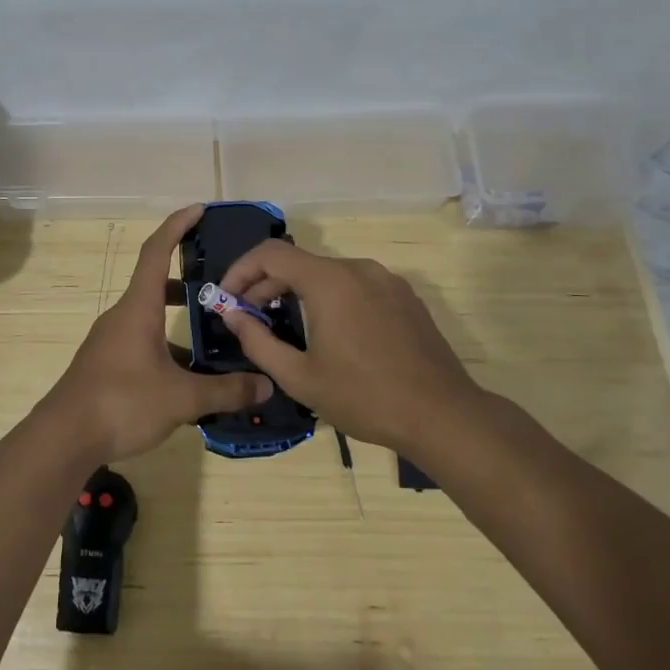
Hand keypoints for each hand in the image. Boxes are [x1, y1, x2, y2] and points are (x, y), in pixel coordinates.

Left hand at [42, 206, 271, 461]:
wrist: (64, 438)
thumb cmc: (122, 403)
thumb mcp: (181, 398)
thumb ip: (226, 390)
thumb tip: (266, 386)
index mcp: (138, 308)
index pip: (157, 251)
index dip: (177, 225)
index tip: (199, 209)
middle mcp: (122, 317)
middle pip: (155, 284)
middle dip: (187, 282)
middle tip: (221, 288)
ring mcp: (111, 341)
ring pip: (150, 319)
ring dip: (178, 321)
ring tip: (214, 337)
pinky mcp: (106, 365)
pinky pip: (142, 344)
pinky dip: (166, 349)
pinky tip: (188, 378)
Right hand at [218, 240, 484, 456]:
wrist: (443, 416)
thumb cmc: (364, 397)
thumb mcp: (300, 377)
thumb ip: (258, 341)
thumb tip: (233, 316)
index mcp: (329, 281)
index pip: (270, 254)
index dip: (240, 271)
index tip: (226, 299)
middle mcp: (358, 268)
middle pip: (299, 262)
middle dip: (266, 284)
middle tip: (247, 318)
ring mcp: (386, 280)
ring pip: (327, 273)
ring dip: (297, 291)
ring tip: (283, 325)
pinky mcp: (405, 297)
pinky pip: (355, 285)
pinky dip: (329, 297)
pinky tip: (327, 331)